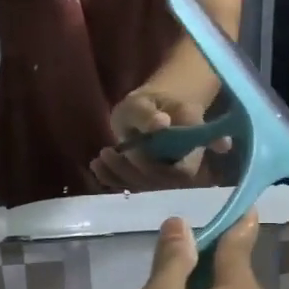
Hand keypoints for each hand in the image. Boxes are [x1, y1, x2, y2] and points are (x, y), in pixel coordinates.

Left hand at [89, 90, 226, 191]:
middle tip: (108, 152)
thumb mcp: (142, 102)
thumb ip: (149, 114)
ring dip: (120, 175)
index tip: (134, 152)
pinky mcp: (148, 179)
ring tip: (100, 157)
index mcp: (192, 143)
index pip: (184, 170)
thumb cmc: (147, 104)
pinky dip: (112, 179)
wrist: (147, 111)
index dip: (160, 168)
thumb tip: (161, 123)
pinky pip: (133, 186)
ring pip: (146, 186)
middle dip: (133, 171)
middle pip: (162, 181)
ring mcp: (166, 173)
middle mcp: (183, 164)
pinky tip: (97, 166)